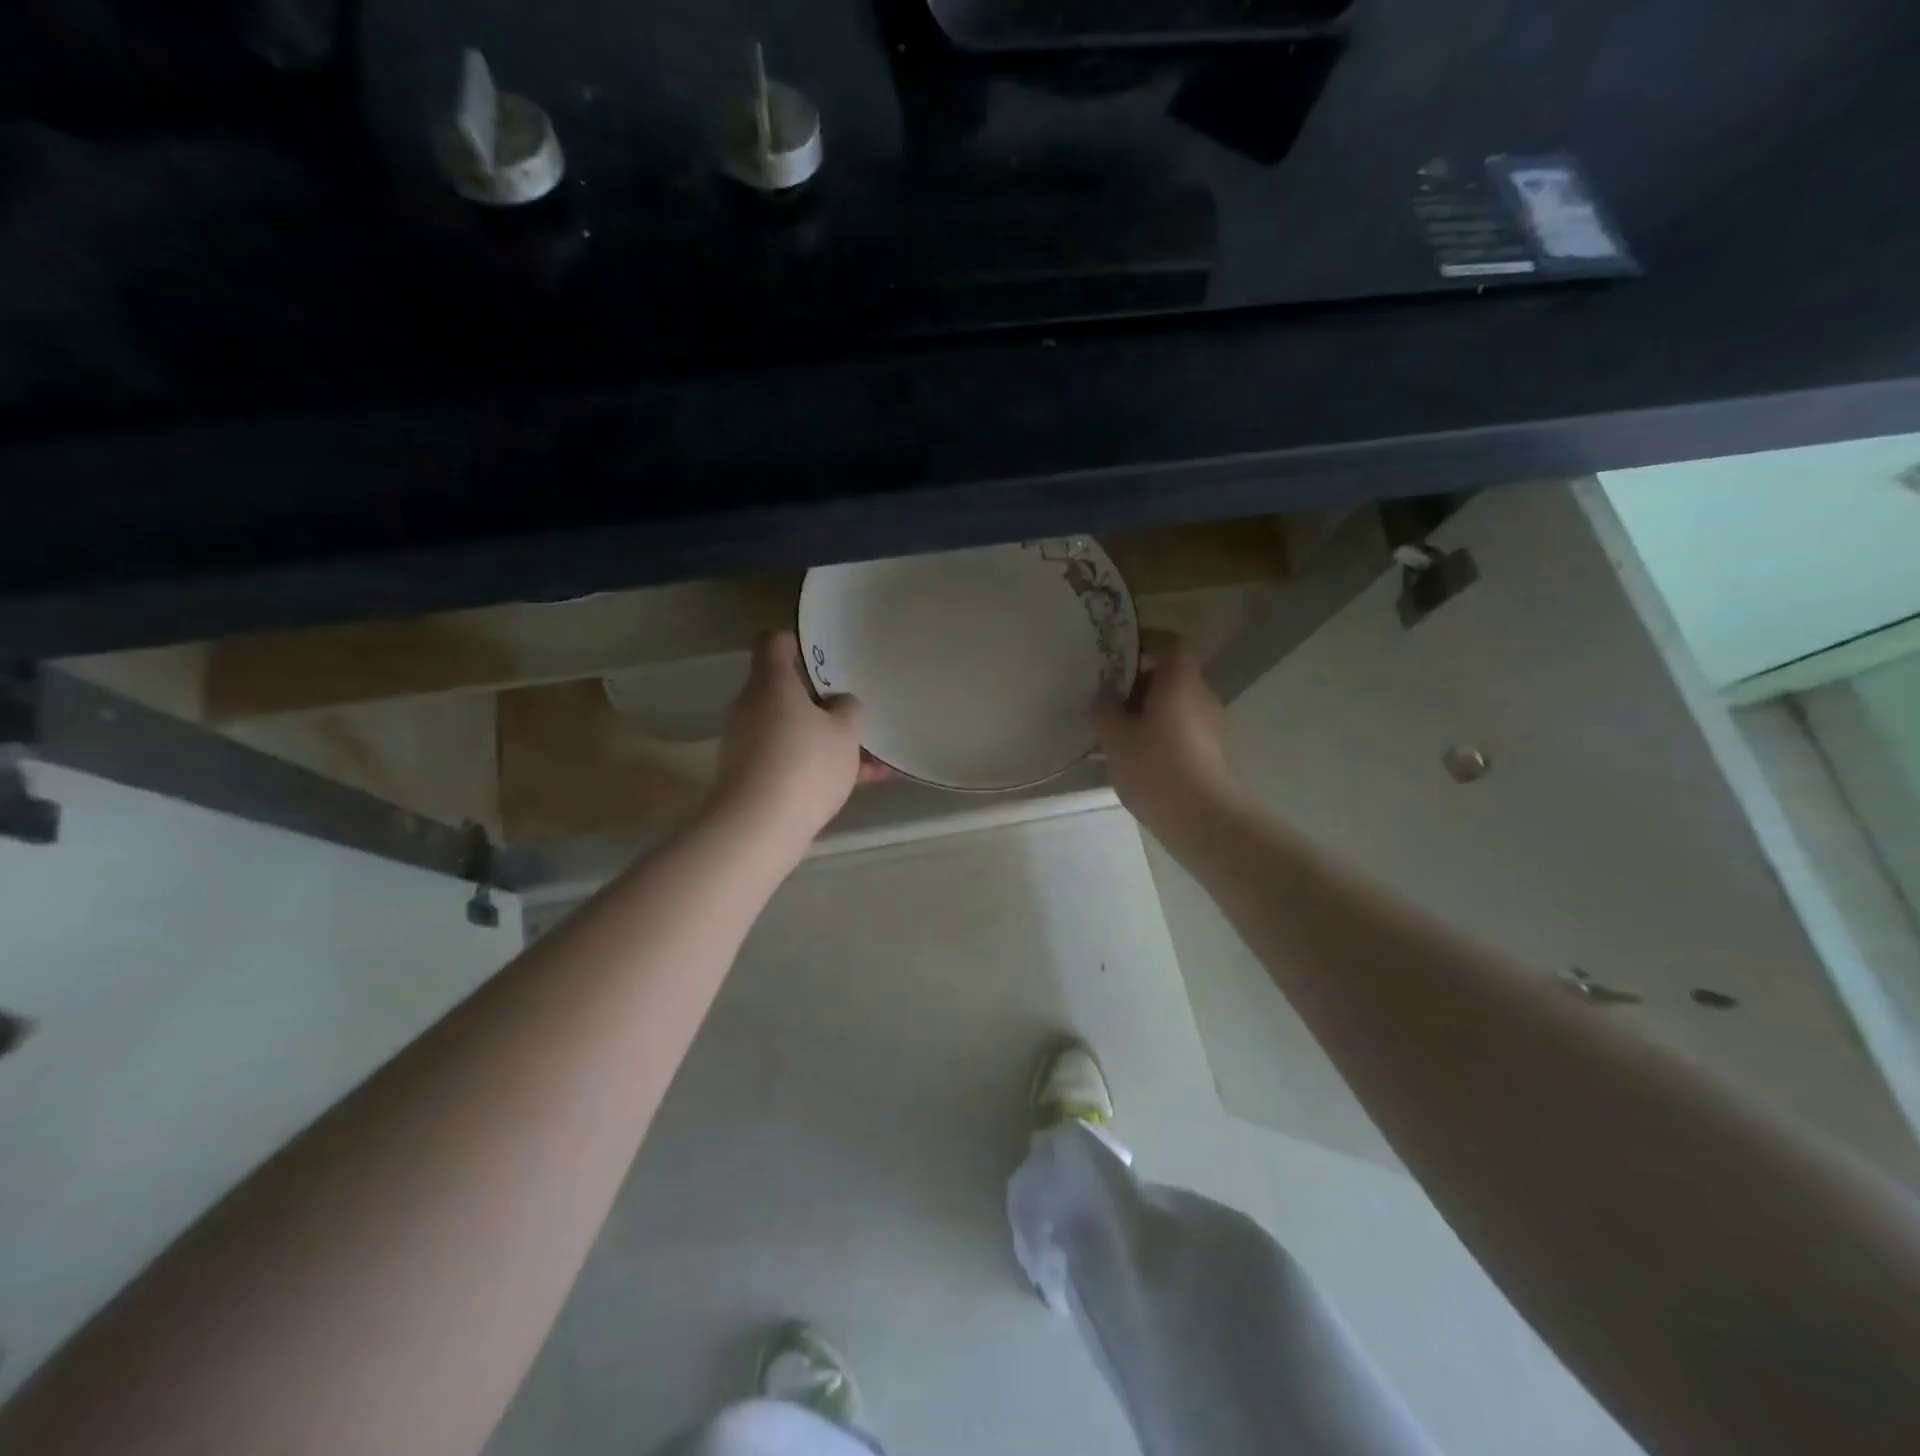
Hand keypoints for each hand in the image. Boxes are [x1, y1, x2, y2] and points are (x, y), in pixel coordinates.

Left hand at [710, 631, 887, 847]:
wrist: (759, 827)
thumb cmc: (806, 764)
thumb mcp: (845, 732)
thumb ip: (849, 709)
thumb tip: (840, 704)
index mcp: (771, 682)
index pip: (775, 642)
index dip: (799, 642)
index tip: (826, 656)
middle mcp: (751, 706)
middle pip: (785, 690)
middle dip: (821, 702)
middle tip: (854, 711)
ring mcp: (746, 742)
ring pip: (792, 729)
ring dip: (826, 739)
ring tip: (872, 759)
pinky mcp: (749, 775)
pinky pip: (789, 759)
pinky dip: (817, 766)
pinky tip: (860, 783)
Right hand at [1094, 629, 1240, 836]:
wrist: (1205, 820)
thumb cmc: (1156, 769)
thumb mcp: (1116, 739)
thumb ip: (1105, 709)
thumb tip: (1105, 692)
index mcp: (1180, 682)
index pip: (1172, 643)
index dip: (1149, 640)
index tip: (1122, 650)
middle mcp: (1202, 696)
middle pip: (1172, 676)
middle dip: (1139, 683)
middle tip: (1108, 700)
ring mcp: (1212, 726)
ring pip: (1176, 705)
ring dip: (1148, 712)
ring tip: (1117, 734)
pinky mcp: (1213, 753)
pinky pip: (1182, 730)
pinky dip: (1160, 734)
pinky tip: (1138, 759)